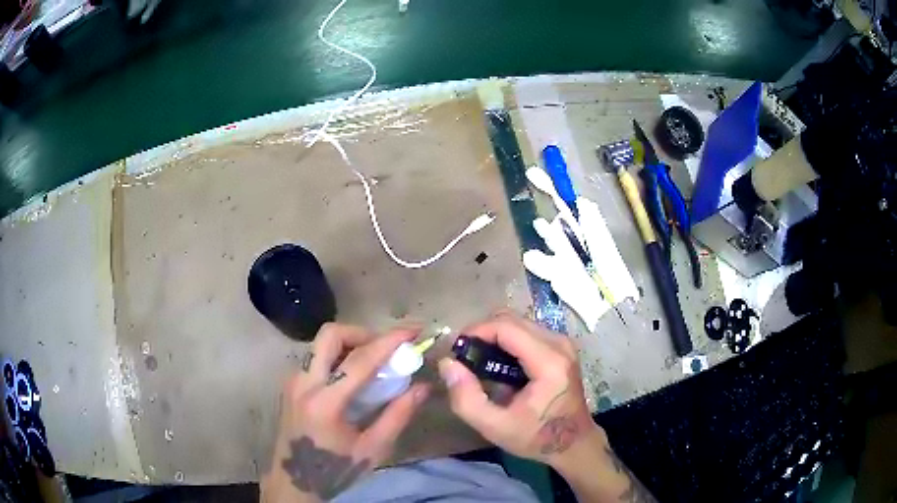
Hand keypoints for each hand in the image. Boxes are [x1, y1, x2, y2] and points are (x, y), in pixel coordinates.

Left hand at [262, 324, 429, 502]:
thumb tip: (423, 388)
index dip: (389, 341)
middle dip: (362, 332)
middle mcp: (304, 384)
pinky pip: (315, 357)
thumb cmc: (335, 469)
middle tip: (385, 346)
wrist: (294, 481)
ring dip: (349, 342)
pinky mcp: (290, 385)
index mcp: (325, 403)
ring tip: (372, 360)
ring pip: (320, 344)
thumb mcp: (373, 449)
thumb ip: (398, 415)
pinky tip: (352, 376)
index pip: (360, 361)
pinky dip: (337, 355)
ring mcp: (293, 382)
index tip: (413, 331)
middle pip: (330, 335)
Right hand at [438, 311, 604, 469]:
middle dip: (483, 333)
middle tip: (465, 357)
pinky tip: (499, 365)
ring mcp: (563, 343)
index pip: (506, 327)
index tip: (456, 350)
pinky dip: (507, 341)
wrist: (575, 443)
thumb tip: (448, 364)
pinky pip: (528, 331)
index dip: (476, 331)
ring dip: (494, 336)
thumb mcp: (495, 427)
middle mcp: (559, 344)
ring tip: (479, 362)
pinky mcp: (561, 347)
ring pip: (519, 323)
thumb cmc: (537, 437)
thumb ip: (466, 398)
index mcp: (548, 362)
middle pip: (512, 320)